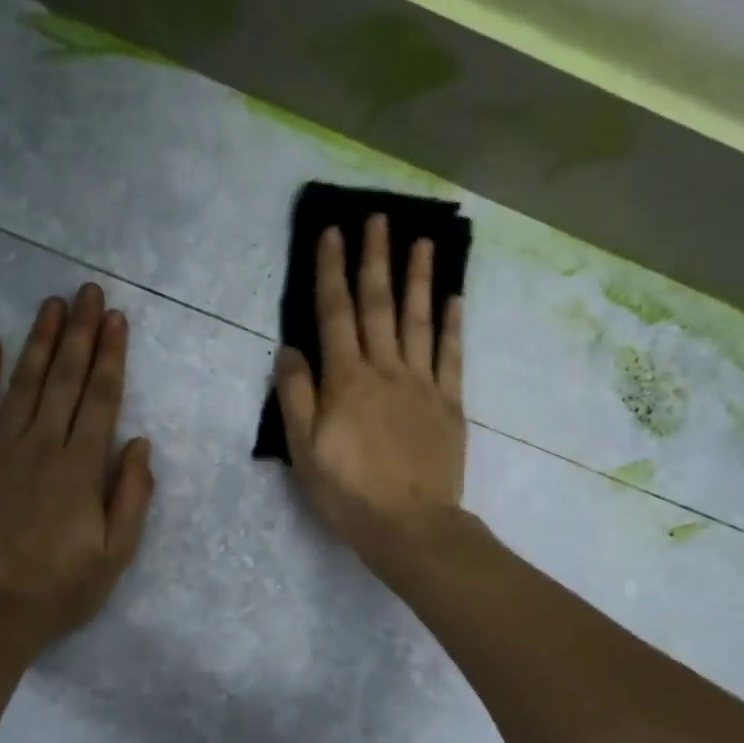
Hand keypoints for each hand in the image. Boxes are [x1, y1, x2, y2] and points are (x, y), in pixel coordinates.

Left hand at [0, 282, 154, 640]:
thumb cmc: (61, 588)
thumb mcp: (116, 553)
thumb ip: (132, 495)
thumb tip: (140, 443)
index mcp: (81, 468)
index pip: (101, 398)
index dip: (110, 355)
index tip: (116, 318)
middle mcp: (42, 447)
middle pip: (65, 380)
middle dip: (79, 333)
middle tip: (87, 291)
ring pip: (23, 385)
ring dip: (38, 341)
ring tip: (50, 304)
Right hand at [275, 215, 466, 557]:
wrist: (410, 525)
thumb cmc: (347, 492)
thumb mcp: (303, 450)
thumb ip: (296, 396)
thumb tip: (289, 348)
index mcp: (346, 380)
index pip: (335, 314)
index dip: (332, 271)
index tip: (333, 232)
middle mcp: (384, 370)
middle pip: (379, 305)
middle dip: (375, 258)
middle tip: (378, 217)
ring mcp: (421, 384)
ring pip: (418, 320)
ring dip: (419, 278)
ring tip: (422, 241)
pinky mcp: (448, 404)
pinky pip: (451, 356)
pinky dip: (452, 324)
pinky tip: (454, 297)